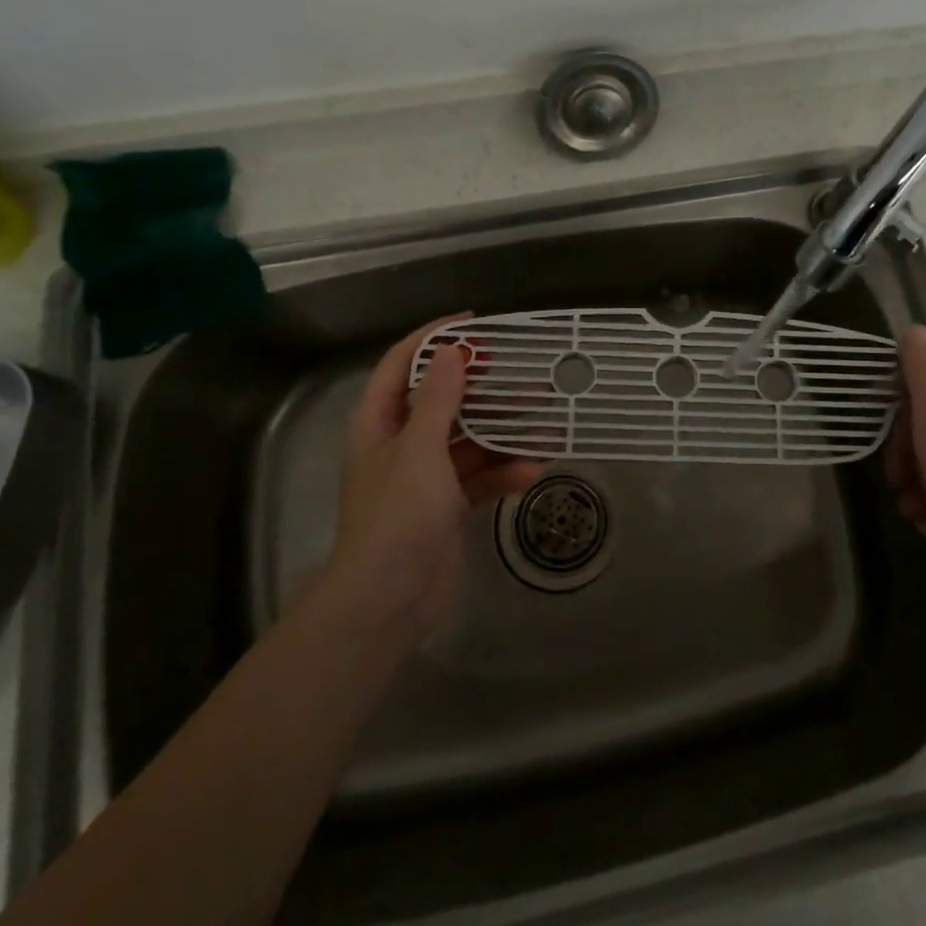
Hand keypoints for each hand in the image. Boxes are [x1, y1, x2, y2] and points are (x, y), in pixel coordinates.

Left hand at [319, 315, 543, 642]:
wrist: (388, 600)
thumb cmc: (397, 514)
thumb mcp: (420, 449)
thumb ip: (439, 399)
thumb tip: (452, 350)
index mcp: (380, 422)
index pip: (403, 364)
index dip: (434, 339)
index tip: (474, 325)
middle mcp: (401, 443)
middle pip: (444, 400)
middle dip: (482, 388)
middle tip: (520, 373)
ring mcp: (425, 476)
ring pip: (469, 440)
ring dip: (504, 433)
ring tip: (545, 422)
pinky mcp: (447, 505)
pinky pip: (480, 477)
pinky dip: (503, 472)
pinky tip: (532, 470)